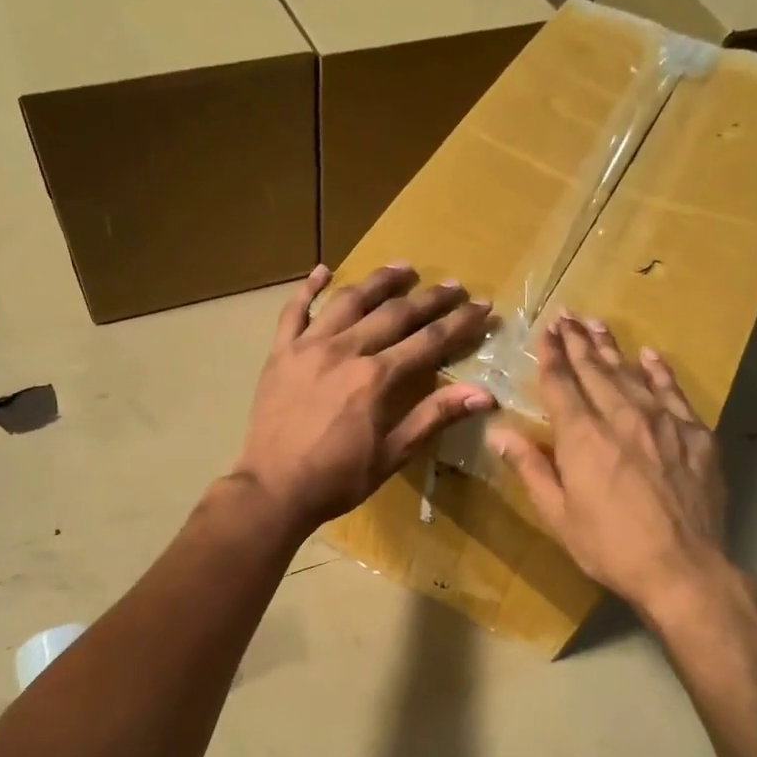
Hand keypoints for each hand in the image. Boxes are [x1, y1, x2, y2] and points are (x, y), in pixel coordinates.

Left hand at [232, 263, 493, 535]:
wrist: (273, 489)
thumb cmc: (337, 479)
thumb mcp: (392, 454)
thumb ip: (434, 417)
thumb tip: (483, 394)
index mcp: (376, 378)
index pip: (428, 341)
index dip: (459, 323)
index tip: (482, 306)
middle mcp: (345, 350)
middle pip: (394, 313)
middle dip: (428, 298)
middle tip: (453, 286)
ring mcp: (308, 347)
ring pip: (348, 300)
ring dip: (378, 282)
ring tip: (402, 268)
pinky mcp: (280, 353)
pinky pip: (294, 311)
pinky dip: (309, 288)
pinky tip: (323, 270)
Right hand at [489, 314, 732, 616]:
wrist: (683, 568)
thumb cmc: (609, 547)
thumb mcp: (558, 515)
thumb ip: (530, 468)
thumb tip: (499, 433)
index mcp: (583, 437)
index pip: (561, 384)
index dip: (551, 355)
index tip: (546, 331)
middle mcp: (621, 417)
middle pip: (595, 370)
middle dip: (578, 341)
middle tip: (566, 316)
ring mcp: (664, 422)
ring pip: (632, 373)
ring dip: (611, 348)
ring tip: (596, 325)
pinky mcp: (695, 434)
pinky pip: (673, 391)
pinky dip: (658, 371)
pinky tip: (649, 356)